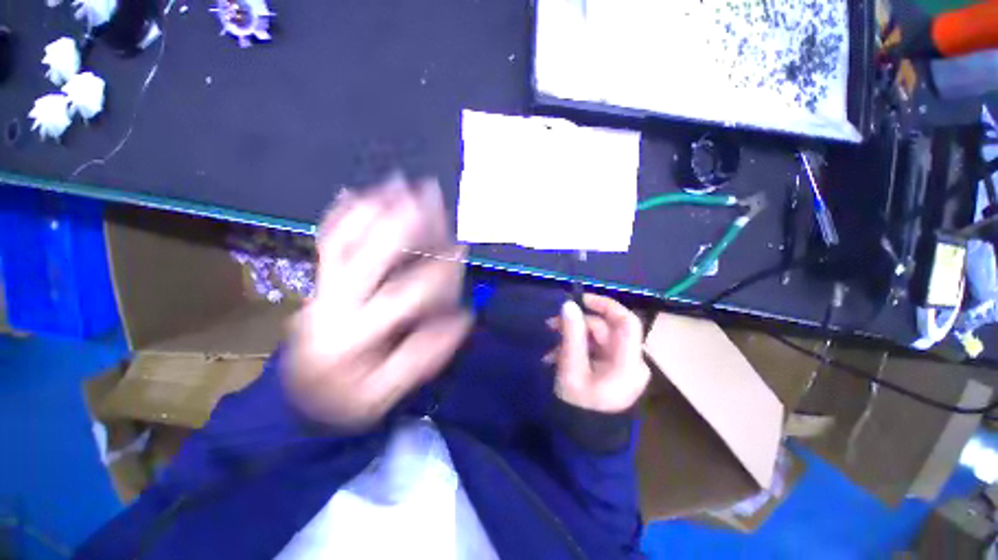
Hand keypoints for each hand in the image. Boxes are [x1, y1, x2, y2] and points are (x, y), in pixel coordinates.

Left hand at [285, 176, 472, 430]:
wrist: (300, 397)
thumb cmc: (348, 398)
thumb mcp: (386, 394)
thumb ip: (424, 357)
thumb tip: (462, 318)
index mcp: (352, 336)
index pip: (406, 296)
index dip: (439, 275)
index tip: (462, 252)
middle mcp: (332, 303)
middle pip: (374, 255)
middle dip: (407, 224)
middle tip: (431, 194)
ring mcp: (321, 286)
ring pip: (347, 239)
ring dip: (376, 209)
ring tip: (398, 183)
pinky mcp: (317, 280)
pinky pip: (327, 241)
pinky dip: (342, 216)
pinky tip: (352, 193)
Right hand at [549, 295, 649, 412]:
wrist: (585, 441)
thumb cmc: (580, 407)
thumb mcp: (571, 368)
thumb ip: (571, 335)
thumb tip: (569, 305)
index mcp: (628, 363)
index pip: (627, 322)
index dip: (606, 305)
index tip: (581, 300)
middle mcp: (631, 361)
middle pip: (606, 329)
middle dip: (577, 324)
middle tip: (551, 325)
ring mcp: (623, 366)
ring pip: (597, 338)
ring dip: (572, 338)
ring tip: (550, 349)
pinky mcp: (613, 370)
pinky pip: (595, 350)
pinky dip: (576, 349)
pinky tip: (557, 356)